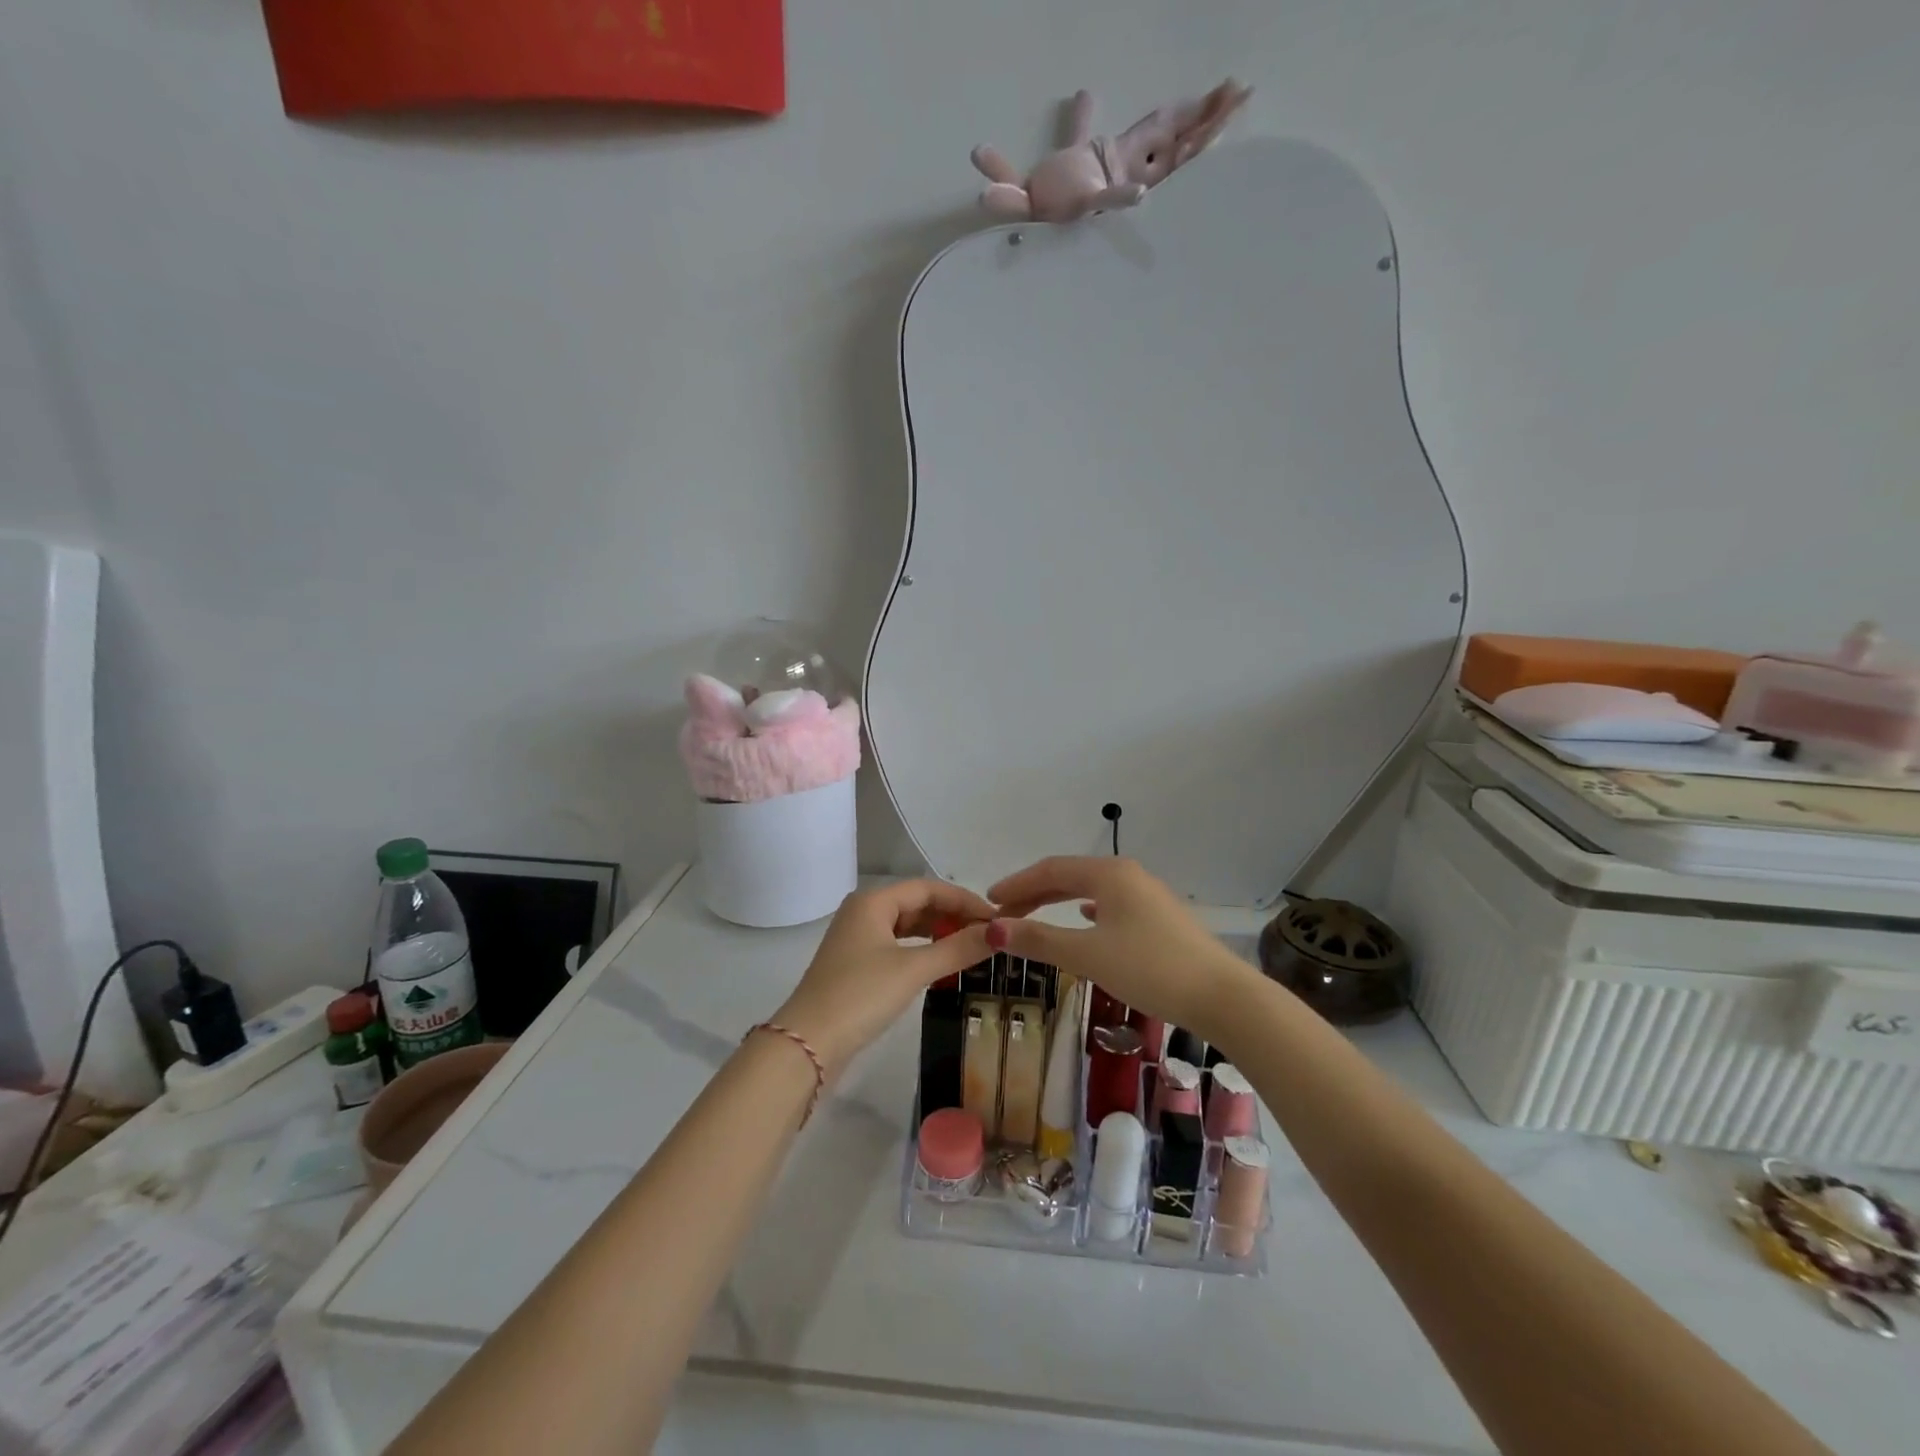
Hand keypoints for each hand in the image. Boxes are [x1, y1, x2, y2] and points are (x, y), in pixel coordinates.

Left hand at [772, 880, 993, 1078]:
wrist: (807, 1045)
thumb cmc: (861, 996)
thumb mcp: (913, 970)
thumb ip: (957, 949)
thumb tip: (1000, 933)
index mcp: (873, 901)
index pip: (928, 887)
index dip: (964, 899)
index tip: (996, 917)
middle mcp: (863, 911)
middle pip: (917, 903)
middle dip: (953, 915)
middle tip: (989, 934)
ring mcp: (857, 938)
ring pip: (907, 925)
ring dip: (939, 932)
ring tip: (972, 947)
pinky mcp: (856, 964)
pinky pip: (898, 945)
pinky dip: (922, 949)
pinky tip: (941, 962)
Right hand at [986, 858, 1257, 1043]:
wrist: (1222, 997)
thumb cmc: (1150, 969)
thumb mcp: (1088, 955)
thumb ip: (1040, 940)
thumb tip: (993, 929)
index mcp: (1109, 873)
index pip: (1050, 870)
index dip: (1017, 884)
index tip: (989, 901)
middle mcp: (1129, 875)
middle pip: (1070, 876)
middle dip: (1035, 893)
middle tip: (1005, 913)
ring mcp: (1148, 895)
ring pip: (1092, 890)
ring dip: (1059, 902)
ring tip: (1035, 916)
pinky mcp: (1161, 918)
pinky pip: (1111, 905)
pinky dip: (1087, 911)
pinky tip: (1086, 920)